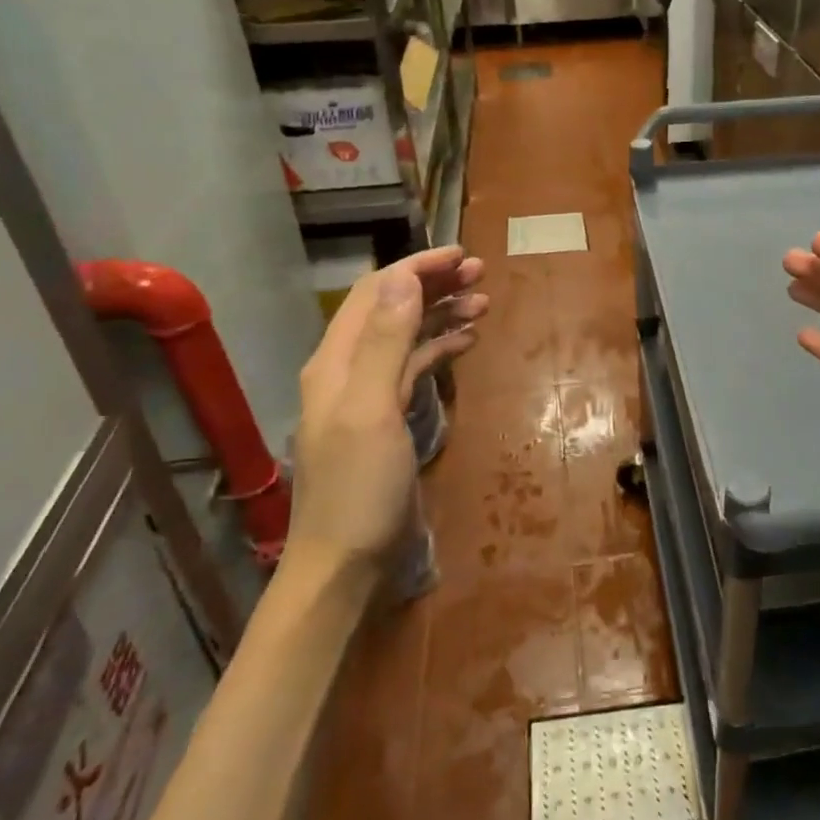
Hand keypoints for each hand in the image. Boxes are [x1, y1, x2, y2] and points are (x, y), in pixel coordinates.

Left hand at [290, 245, 486, 579]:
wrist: (344, 563)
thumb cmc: (360, 488)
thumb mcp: (373, 410)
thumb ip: (386, 344)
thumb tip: (404, 280)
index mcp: (337, 360)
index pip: (377, 293)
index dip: (417, 268)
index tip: (462, 256)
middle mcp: (349, 368)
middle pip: (391, 308)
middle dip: (433, 284)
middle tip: (480, 273)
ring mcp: (367, 393)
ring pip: (405, 335)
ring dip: (440, 313)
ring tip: (482, 302)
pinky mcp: (386, 417)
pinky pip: (413, 367)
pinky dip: (438, 348)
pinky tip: (465, 342)